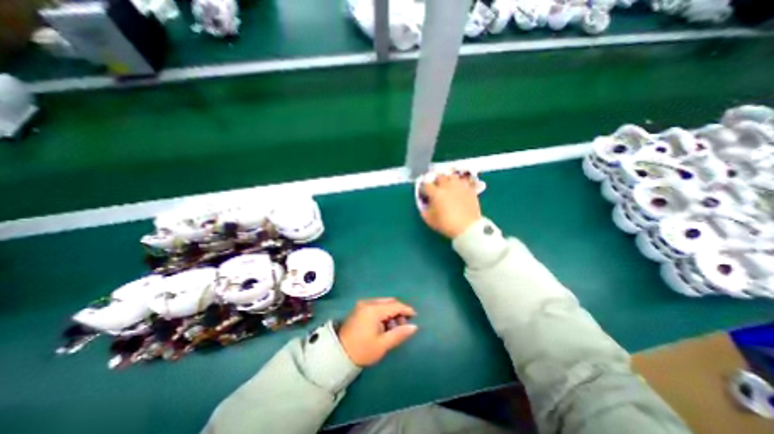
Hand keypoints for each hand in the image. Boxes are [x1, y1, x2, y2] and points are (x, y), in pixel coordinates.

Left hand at [339, 298, 417, 366]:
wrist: (338, 354)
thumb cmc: (362, 350)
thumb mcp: (383, 344)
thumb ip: (399, 333)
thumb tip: (414, 327)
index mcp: (373, 310)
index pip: (394, 305)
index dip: (406, 309)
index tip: (415, 316)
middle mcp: (368, 303)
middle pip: (389, 302)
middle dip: (398, 311)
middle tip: (403, 325)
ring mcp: (362, 304)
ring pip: (383, 303)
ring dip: (391, 312)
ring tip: (393, 327)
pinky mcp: (359, 308)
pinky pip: (376, 306)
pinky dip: (383, 313)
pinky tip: (384, 325)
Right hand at [422, 173, 481, 239]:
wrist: (467, 228)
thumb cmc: (446, 224)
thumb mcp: (429, 220)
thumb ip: (424, 210)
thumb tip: (425, 204)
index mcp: (436, 193)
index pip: (426, 185)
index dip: (424, 189)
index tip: (424, 194)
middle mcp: (447, 186)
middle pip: (439, 176)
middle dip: (436, 181)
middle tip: (436, 188)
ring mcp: (459, 186)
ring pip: (452, 176)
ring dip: (448, 179)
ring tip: (448, 185)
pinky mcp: (470, 189)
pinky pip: (464, 181)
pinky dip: (460, 183)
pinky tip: (459, 188)